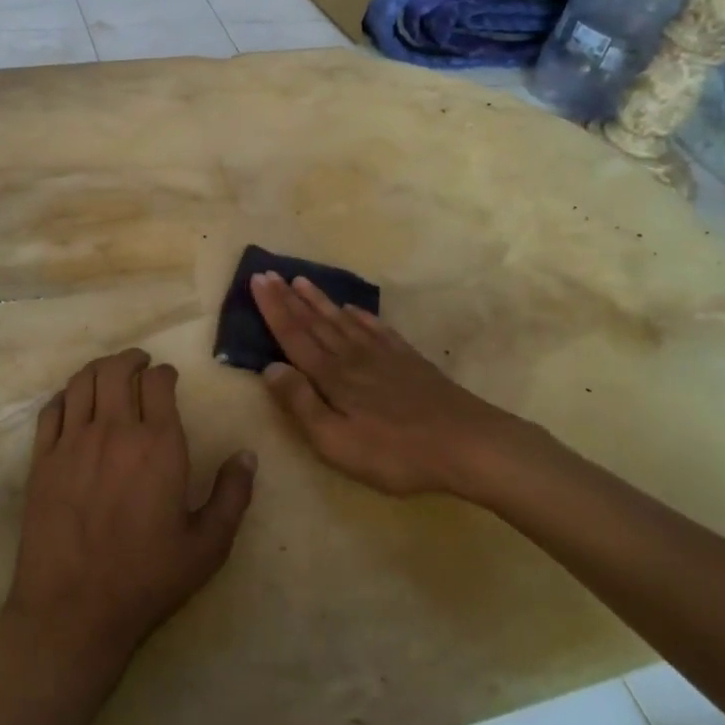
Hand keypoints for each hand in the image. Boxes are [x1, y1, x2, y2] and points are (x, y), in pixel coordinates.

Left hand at [6, 349, 255, 668]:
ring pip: (82, 382)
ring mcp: (72, 443)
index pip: (158, 383)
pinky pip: (51, 410)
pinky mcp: (41, 460)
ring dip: (98, 369)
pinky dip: (65, 396)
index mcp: (159, 445)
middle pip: (116, 370)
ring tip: (109, 373)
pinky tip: (73, 402)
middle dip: (131, 359)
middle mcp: (114, 431)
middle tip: (139, 363)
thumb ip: (232, 495)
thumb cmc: (147, 579)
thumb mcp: (207, 546)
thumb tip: (247, 455)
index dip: (165, 373)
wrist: (73, 611)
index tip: (168, 378)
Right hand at [251, 272, 535, 498]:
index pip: (293, 335)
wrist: (466, 443)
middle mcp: (352, 357)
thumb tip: (270, 367)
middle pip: (314, 322)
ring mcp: (383, 356)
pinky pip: (376, 330)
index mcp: (331, 376)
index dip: (273, 308)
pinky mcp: (408, 361)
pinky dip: (360, 316)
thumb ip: (301, 403)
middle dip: (289, 298)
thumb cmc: (394, 452)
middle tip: (269, 273)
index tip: (257, 280)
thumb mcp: (336, 441)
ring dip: (319, 301)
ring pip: (342, 321)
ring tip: (301, 281)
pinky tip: (353, 309)